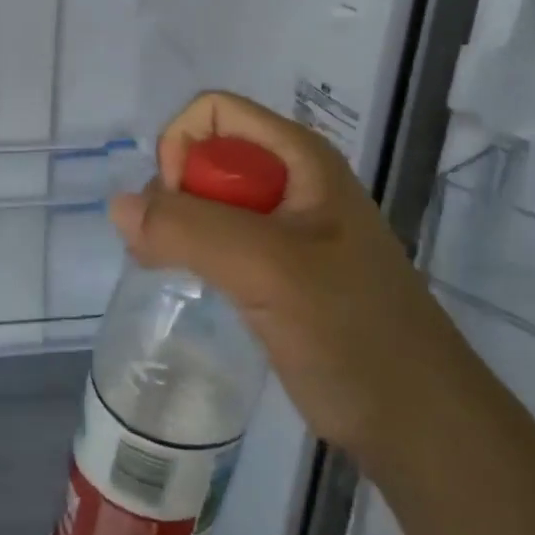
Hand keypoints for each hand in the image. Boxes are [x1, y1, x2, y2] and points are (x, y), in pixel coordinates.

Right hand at [109, 92, 456, 469]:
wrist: (414, 420)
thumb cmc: (353, 332)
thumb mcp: (271, 270)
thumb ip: (192, 230)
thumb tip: (119, 207)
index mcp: (299, 158)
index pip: (214, 113)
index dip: (182, 148)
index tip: (177, 210)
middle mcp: (289, 181)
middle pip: (204, 154)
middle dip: (172, 193)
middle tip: (164, 253)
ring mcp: (282, 228)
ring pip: (205, 199)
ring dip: (175, 226)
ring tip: (166, 270)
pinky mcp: (273, 269)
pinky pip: (215, 238)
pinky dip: (189, 251)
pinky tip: (189, 284)